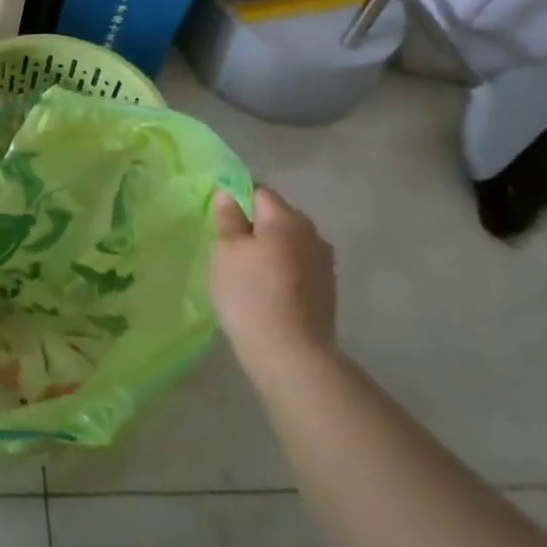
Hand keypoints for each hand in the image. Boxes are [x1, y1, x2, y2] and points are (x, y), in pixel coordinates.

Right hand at [210, 183, 337, 389]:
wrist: (291, 354)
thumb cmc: (250, 294)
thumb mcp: (226, 250)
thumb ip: (227, 217)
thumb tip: (228, 194)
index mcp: (286, 218)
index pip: (259, 192)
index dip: (237, 198)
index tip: (220, 220)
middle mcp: (312, 234)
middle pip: (277, 217)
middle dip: (254, 226)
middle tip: (228, 248)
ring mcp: (324, 263)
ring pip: (289, 243)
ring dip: (270, 250)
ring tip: (247, 273)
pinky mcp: (327, 290)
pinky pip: (298, 266)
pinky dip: (282, 271)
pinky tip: (267, 291)